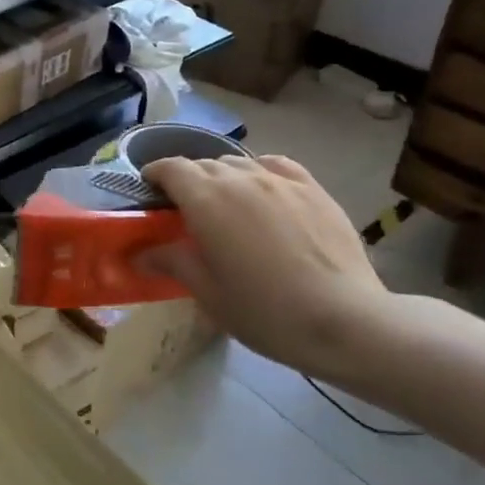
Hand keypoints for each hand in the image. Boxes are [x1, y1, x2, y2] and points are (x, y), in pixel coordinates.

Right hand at [138, 155, 387, 379]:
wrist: (345, 320)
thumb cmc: (264, 311)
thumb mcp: (208, 292)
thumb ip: (171, 262)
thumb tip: (140, 253)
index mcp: (206, 199)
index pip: (171, 168)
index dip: (156, 174)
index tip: (150, 190)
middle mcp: (240, 178)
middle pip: (203, 164)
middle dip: (187, 180)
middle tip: (185, 210)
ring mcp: (280, 180)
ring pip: (239, 163)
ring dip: (222, 177)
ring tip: (225, 204)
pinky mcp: (313, 189)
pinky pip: (276, 165)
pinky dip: (259, 171)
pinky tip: (264, 190)